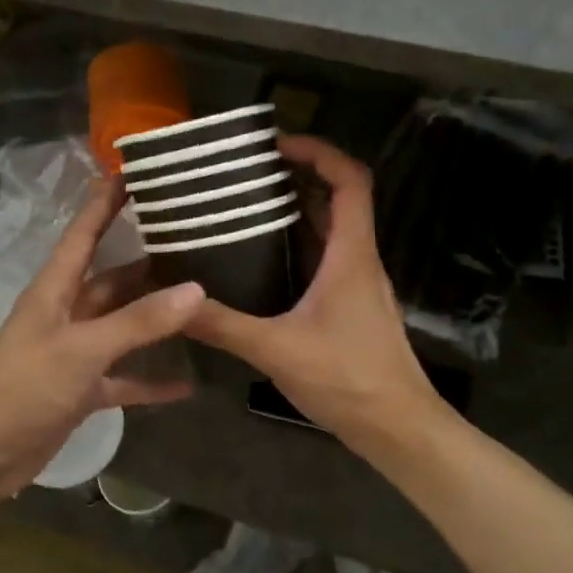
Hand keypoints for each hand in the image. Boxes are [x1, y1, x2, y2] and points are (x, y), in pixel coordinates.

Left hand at [0, 178, 202, 505]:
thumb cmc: (24, 389)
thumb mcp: (83, 350)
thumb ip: (139, 322)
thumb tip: (197, 290)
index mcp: (54, 290)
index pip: (83, 234)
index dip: (105, 202)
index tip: (133, 173)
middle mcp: (66, 313)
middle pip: (112, 279)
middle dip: (148, 262)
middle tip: (193, 242)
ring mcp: (75, 352)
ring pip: (122, 325)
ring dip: (154, 318)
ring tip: (201, 301)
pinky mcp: (81, 388)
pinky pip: (124, 376)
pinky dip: (150, 379)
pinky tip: (186, 383)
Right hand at [186, 136, 440, 456]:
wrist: (398, 428)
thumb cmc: (348, 380)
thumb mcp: (277, 350)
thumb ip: (224, 326)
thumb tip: (174, 303)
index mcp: (351, 255)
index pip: (350, 180)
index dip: (319, 151)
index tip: (277, 144)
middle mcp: (359, 261)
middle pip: (337, 200)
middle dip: (297, 178)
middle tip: (246, 175)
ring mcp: (358, 286)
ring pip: (330, 232)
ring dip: (296, 213)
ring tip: (245, 208)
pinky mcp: (351, 309)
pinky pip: (325, 261)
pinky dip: (297, 248)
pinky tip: (260, 263)